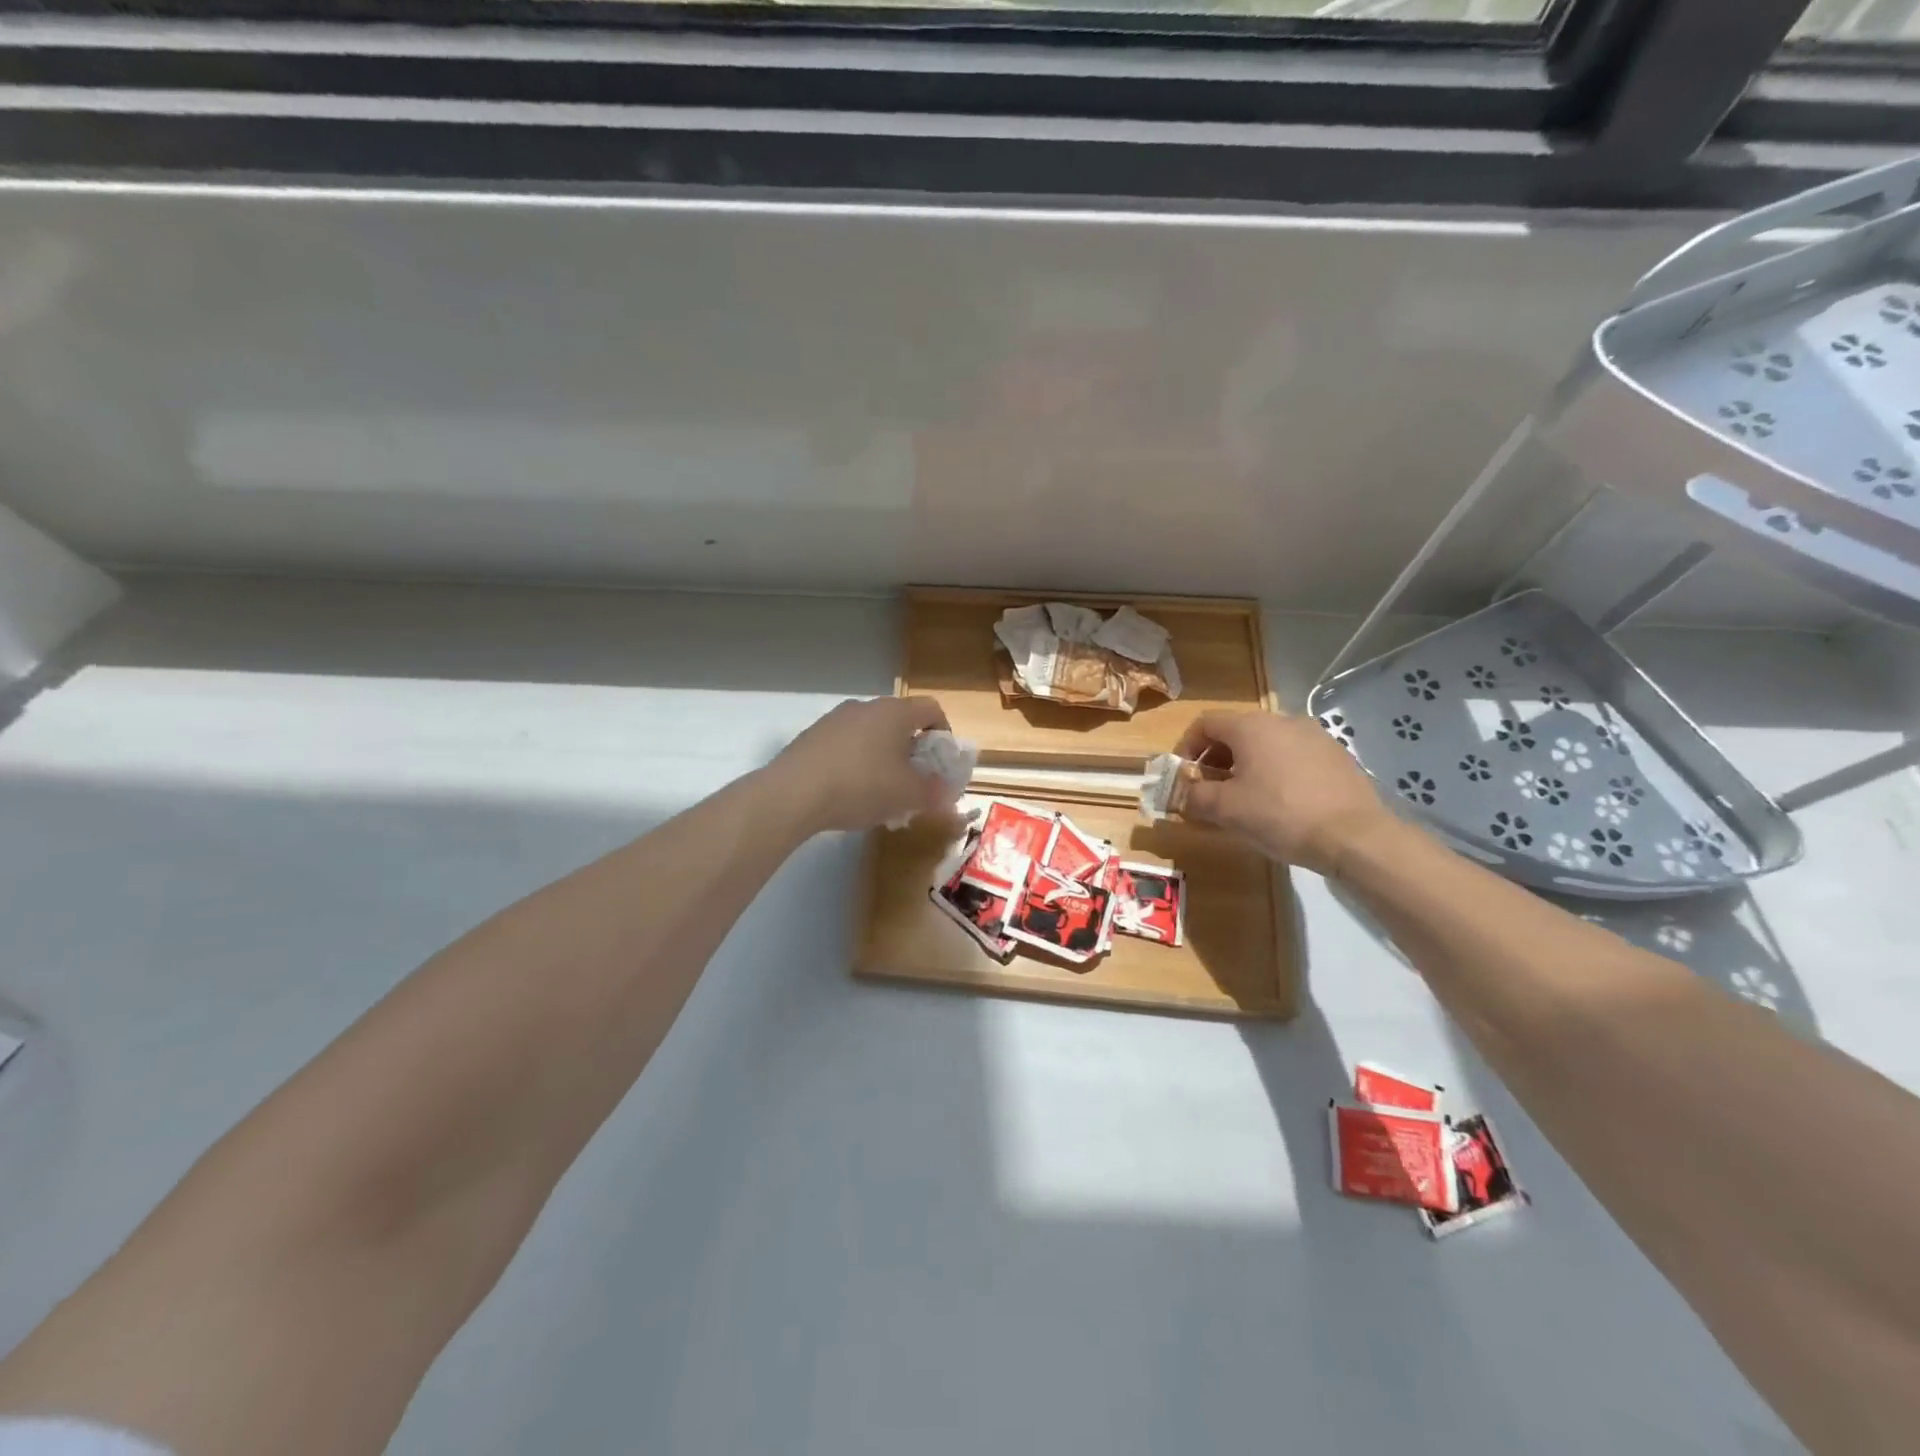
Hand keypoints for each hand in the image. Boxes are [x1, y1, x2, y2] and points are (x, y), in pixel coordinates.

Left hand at [769, 696, 957, 834]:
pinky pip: (846, 745)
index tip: (942, 762)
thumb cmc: (861, 786)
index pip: (931, 709)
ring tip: (881, 792)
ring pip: (871, 734)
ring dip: (883, 757)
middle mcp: (865, 707)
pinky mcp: (811, 737)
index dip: (944, 733)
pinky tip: (849, 792)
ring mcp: (834, 719)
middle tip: (914, 781)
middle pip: (900, 722)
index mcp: (894, 712)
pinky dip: (856, 763)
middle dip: (912, 750)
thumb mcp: (908, 795)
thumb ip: (934, 793)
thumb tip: (948, 793)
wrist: (793, 794)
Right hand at [1174, 709, 1396, 875]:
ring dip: (1247, 765)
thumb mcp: (1226, 809)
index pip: (1205, 723)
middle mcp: (1283, 720)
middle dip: (1216, 758)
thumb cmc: (1280, 815)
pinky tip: (1281, 803)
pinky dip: (1277, 771)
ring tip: (1245, 798)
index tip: (1184, 775)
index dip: (1187, 746)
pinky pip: (1293, 756)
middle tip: (1211, 789)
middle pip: (1236, 731)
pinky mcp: (1337, 756)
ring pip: (1267, 744)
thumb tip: (1180, 793)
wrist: (1355, 836)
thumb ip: (1194, 796)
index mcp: (1251, 726)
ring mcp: (1315, 736)